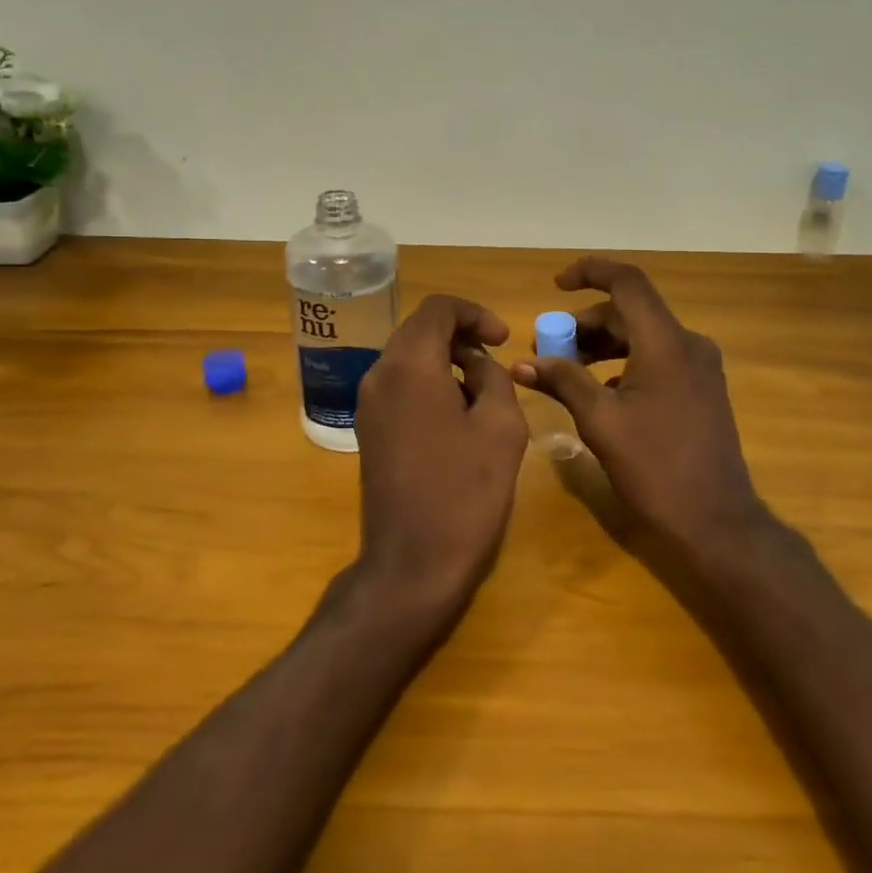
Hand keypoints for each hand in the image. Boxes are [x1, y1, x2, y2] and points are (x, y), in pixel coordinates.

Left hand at [352, 294, 529, 612]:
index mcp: (409, 366)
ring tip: (483, 392)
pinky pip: (400, 386)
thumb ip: (493, 378)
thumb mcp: (501, 427)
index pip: (438, 309)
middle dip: (460, 335)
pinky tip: (457, 416)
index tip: (503, 339)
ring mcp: (368, 404)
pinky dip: (429, 383)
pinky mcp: (369, 430)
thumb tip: (476, 364)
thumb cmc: (464, 492)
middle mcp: (379, 375)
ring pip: (408, 358)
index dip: (475, 313)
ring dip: (445, 361)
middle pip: (419, 330)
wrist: (412, 563)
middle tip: (496, 360)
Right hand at [515, 258, 768, 558]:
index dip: (590, 272)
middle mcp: (688, 344)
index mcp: (665, 342)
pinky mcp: (702, 390)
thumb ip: (562, 381)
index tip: (556, 285)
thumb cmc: (655, 467)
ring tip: (565, 370)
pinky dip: (623, 364)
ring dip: (601, 345)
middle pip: (630, 312)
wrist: (716, 522)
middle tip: (547, 349)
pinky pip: (656, 359)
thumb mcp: (600, 421)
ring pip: (642, 337)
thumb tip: (522, 363)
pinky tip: (599, 393)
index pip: (627, 282)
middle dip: (584, 324)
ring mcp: (700, 368)